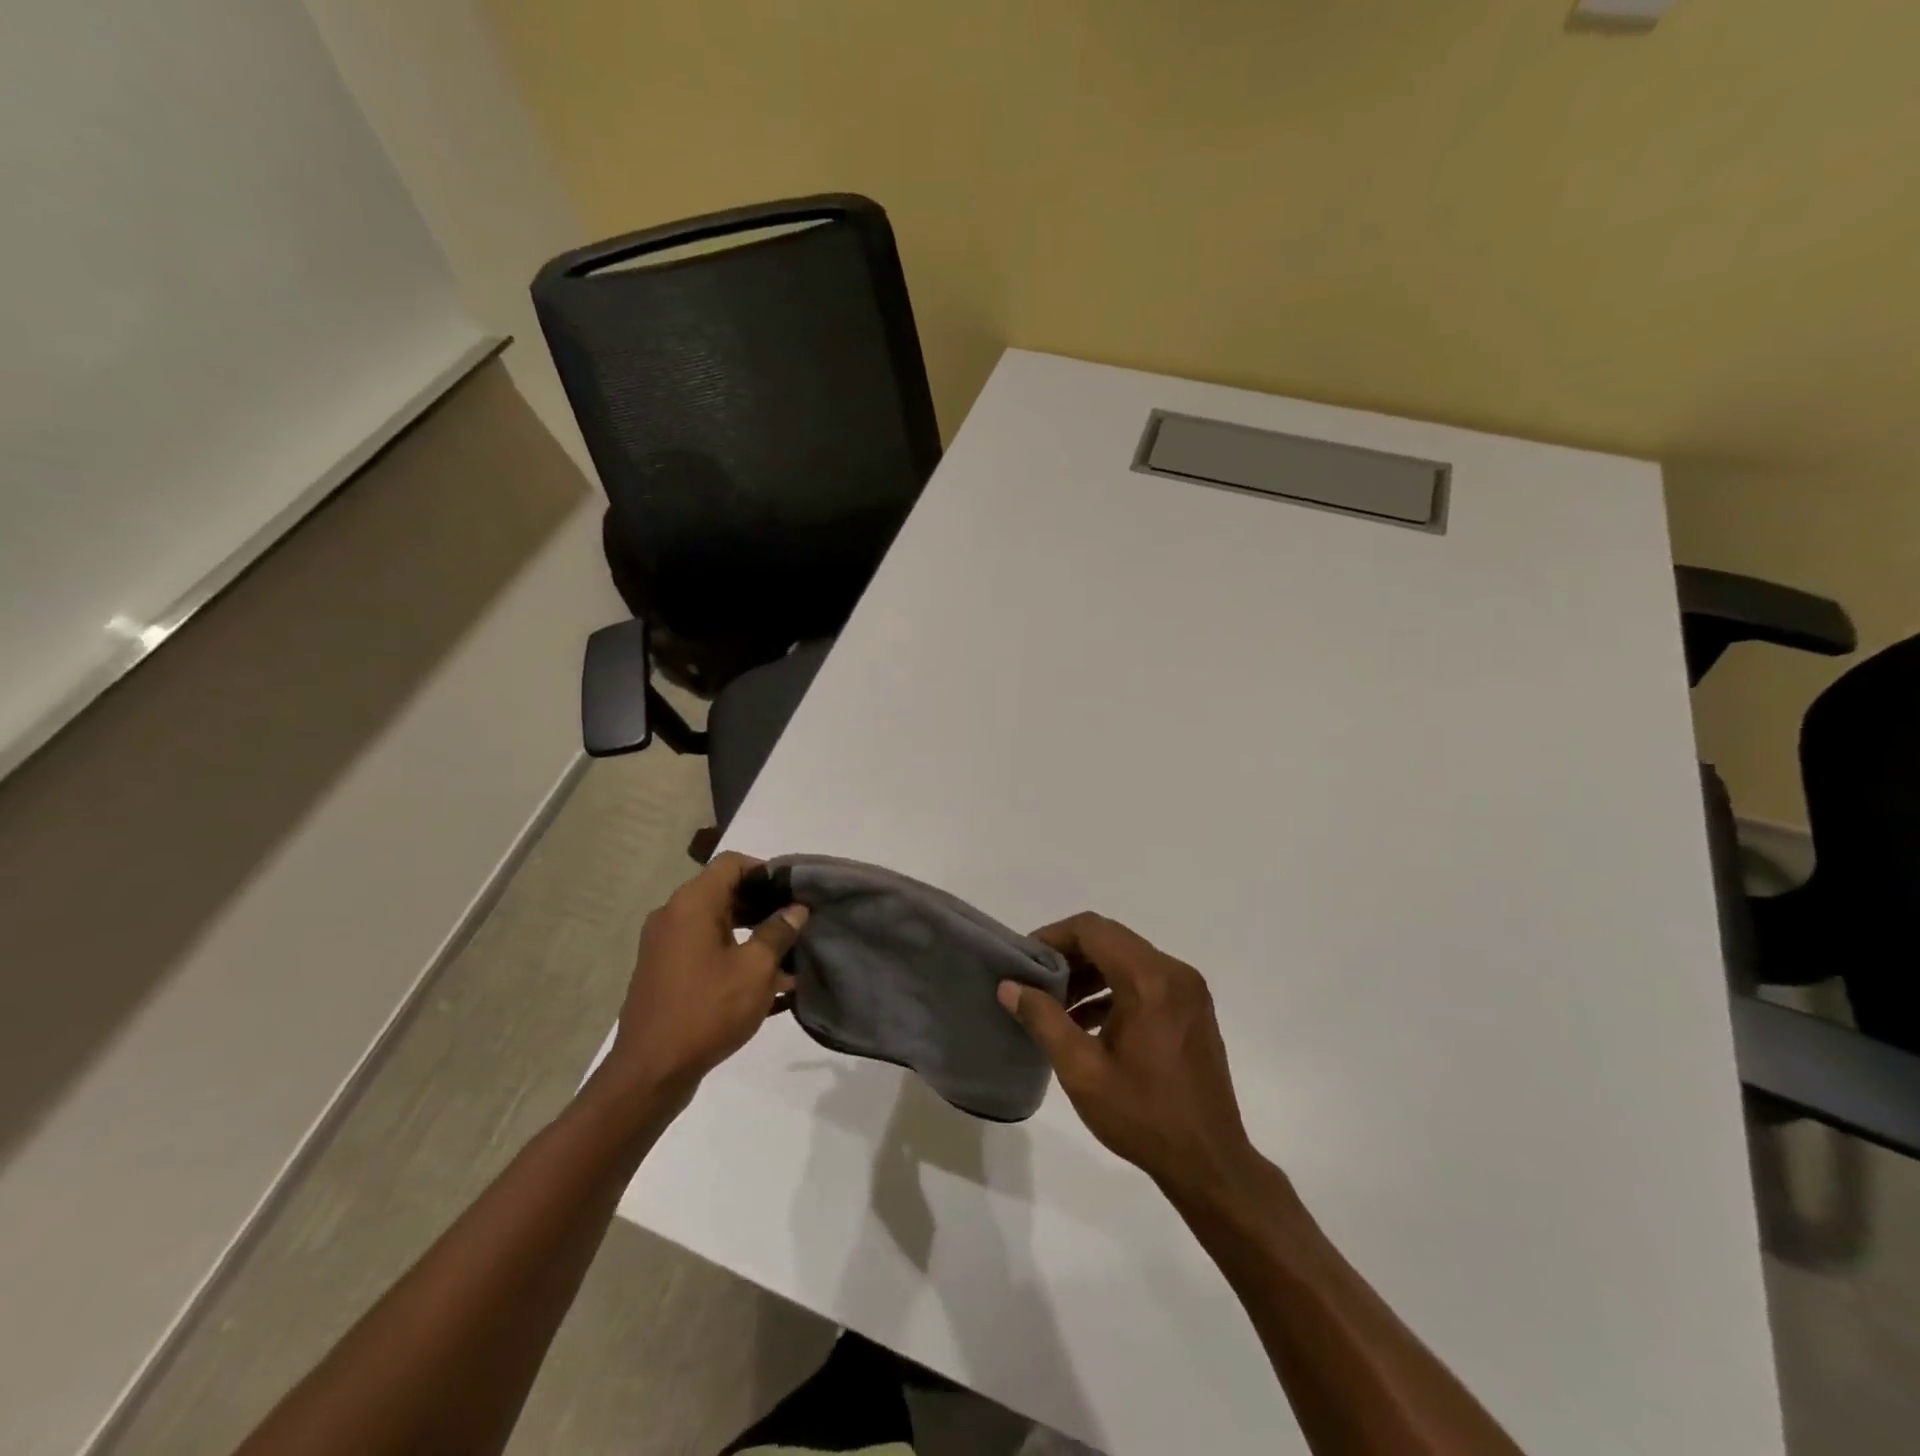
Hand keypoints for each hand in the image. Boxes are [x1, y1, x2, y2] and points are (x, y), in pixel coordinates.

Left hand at [606, 853, 806, 1108]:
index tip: (794, 892)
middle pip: (723, 892)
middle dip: (762, 905)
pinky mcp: (663, 971)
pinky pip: (703, 948)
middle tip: (796, 923)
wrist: (650, 1073)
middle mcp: (672, 915)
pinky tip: (762, 981)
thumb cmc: (708, 1010)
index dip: (766, 871)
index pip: (732, 864)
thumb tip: (796, 909)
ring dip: (750, 933)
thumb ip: (779, 932)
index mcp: (691, 904)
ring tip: (786, 956)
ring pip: (715, 923)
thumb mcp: (756, 970)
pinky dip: (731, 954)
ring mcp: (663, 945)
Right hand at [999, 913, 1261, 1205]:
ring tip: (1056, 1004)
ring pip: (1128, 958)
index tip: (1025, 960)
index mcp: (1149, 980)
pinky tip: (1088, 1021)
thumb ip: (1043, 1020)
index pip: (1092, 930)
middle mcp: (1174, 972)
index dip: (1053, 936)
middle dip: (1069, 954)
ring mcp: (1188, 989)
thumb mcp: (1082, 1070)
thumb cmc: (1142, 1116)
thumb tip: (1010, 986)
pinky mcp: (1192, 1008)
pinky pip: (1146, 979)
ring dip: (1091, 972)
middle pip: (1111, 939)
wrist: (1209, 1162)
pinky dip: (1114, 988)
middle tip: (1035, 981)